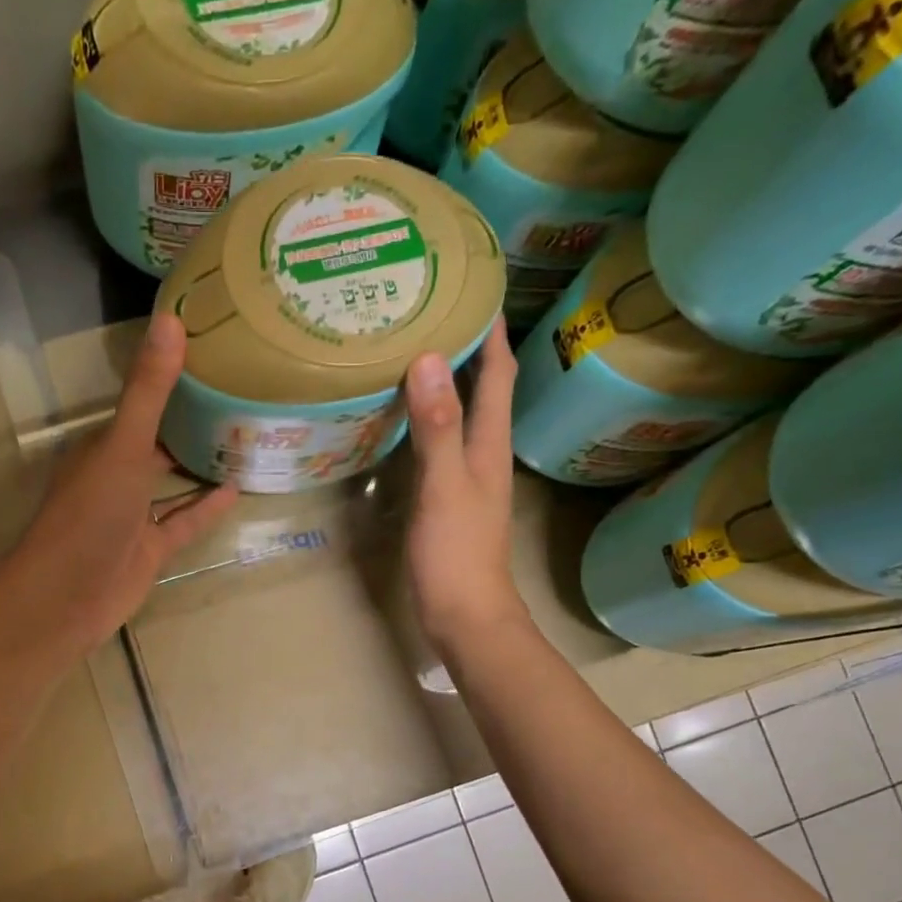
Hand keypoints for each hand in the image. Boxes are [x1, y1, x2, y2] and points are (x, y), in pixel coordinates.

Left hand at [6, 314, 238, 651]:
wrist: (70, 595)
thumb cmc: (91, 514)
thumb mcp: (123, 446)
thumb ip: (148, 391)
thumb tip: (171, 319)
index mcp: (102, 446)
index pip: (138, 404)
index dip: (169, 381)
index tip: (210, 358)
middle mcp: (116, 476)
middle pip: (157, 443)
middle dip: (189, 423)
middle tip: (238, 396)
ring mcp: (133, 516)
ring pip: (171, 484)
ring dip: (200, 466)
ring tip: (244, 439)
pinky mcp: (150, 550)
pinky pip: (183, 522)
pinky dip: (206, 508)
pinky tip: (236, 488)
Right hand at [404, 319, 526, 649]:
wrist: (463, 614)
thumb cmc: (456, 553)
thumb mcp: (444, 486)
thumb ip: (437, 427)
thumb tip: (429, 359)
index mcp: (489, 443)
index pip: (498, 373)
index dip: (490, 331)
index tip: (472, 287)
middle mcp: (483, 453)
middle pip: (483, 388)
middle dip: (466, 347)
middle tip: (432, 310)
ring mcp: (466, 477)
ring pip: (461, 415)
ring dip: (446, 382)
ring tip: (414, 350)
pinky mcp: (447, 498)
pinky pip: (440, 443)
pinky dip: (427, 420)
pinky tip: (403, 417)